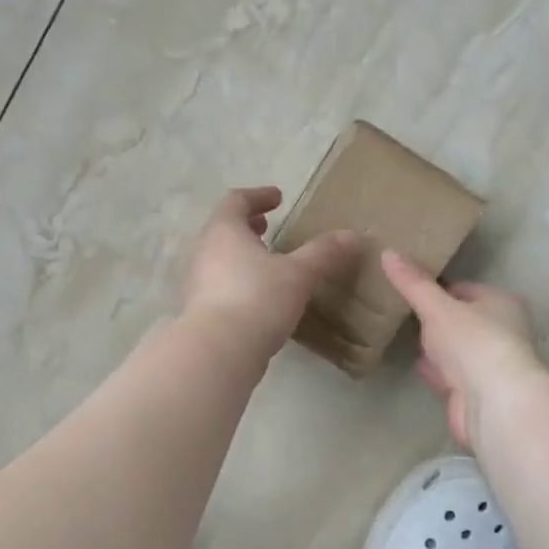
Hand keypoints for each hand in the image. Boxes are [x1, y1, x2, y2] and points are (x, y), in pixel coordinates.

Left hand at [183, 187, 358, 360]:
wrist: (219, 352)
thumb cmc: (257, 300)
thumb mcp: (298, 274)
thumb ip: (323, 253)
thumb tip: (352, 235)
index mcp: (224, 231)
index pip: (236, 200)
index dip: (258, 196)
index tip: (278, 198)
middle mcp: (203, 251)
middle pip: (223, 228)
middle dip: (247, 226)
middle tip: (268, 227)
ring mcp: (196, 282)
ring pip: (218, 257)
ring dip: (240, 254)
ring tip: (265, 262)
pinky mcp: (198, 310)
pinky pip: (218, 284)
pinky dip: (236, 279)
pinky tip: (257, 295)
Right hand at [381, 250, 543, 450]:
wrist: (494, 403)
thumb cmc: (473, 343)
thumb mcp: (437, 307)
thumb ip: (413, 284)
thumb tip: (388, 252)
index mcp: (502, 303)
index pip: (466, 289)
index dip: (440, 289)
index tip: (411, 289)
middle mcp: (504, 332)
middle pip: (464, 320)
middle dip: (439, 319)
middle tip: (406, 313)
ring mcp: (491, 365)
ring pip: (458, 350)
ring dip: (438, 347)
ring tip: (408, 337)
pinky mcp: (478, 393)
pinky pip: (452, 375)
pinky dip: (437, 370)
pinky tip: (419, 365)